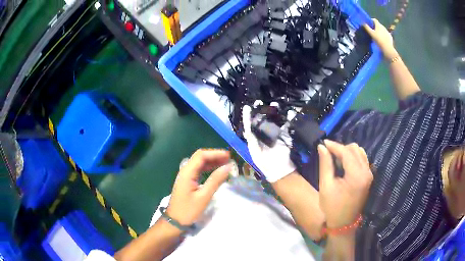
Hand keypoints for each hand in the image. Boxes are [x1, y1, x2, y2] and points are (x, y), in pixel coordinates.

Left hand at [167, 149, 231, 225]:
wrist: (175, 221)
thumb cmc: (189, 210)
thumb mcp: (204, 196)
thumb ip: (215, 180)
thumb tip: (228, 167)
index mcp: (187, 172)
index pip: (201, 155)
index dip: (215, 153)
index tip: (228, 156)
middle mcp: (185, 170)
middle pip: (200, 157)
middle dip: (214, 156)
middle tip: (229, 159)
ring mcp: (185, 175)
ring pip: (199, 163)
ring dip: (212, 161)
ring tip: (226, 163)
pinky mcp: (187, 181)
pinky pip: (198, 170)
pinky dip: (208, 168)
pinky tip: (216, 171)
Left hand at [242, 105, 295, 182]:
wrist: (280, 172)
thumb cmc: (265, 164)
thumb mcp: (256, 153)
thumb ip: (252, 141)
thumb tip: (247, 130)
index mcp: (255, 139)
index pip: (250, 125)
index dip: (248, 116)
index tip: (246, 107)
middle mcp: (264, 135)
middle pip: (262, 120)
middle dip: (262, 111)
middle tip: (261, 102)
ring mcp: (275, 135)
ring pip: (273, 121)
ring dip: (274, 113)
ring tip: (274, 104)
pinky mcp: (285, 136)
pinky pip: (286, 126)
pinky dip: (288, 120)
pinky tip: (289, 112)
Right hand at [318, 140, 372, 228]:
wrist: (343, 223)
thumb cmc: (332, 207)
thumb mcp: (325, 186)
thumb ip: (325, 164)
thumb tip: (322, 147)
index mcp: (356, 176)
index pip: (347, 152)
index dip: (334, 146)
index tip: (323, 143)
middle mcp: (366, 172)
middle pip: (355, 149)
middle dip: (341, 148)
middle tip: (328, 153)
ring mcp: (369, 174)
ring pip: (360, 152)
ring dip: (347, 152)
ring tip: (336, 159)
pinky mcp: (368, 177)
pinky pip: (362, 159)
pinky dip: (353, 157)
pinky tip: (344, 164)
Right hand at [363, 18, 397, 59]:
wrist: (388, 49)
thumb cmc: (379, 40)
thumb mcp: (371, 34)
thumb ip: (367, 28)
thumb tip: (363, 23)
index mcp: (378, 25)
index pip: (374, 20)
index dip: (371, 21)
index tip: (368, 24)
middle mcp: (383, 27)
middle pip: (378, 25)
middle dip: (375, 27)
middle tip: (372, 31)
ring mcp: (387, 32)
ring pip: (382, 29)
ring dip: (379, 31)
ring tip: (377, 36)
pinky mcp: (390, 37)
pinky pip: (386, 34)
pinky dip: (383, 35)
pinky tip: (382, 40)